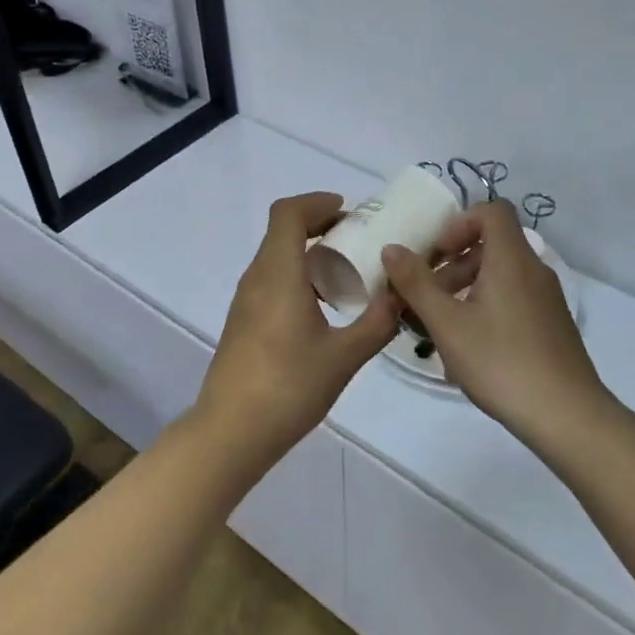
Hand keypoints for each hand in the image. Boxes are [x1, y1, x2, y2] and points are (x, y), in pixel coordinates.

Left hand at [197, 192, 399, 452]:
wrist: (231, 432)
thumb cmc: (288, 387)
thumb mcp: (344, 356)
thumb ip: (378, 322)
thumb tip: (403, 295)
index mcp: (278, 274)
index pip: (288, 214)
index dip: (317, 203)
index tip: (349, 212)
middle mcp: (257, 278)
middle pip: (282, 231)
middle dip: (320, 226)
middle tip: (359, 239)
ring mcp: (246, 301)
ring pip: (277, 257)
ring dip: (310, 253)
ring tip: (349, 273)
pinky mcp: (244, 322)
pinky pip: (272, 281)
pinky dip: (299, 276)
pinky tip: (325, 308)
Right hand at [382, 199, 607, 432]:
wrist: (566, 415)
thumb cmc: (500, 362)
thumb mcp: (447, 324)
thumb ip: (416, 283)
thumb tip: (392, 248)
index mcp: (512, 259)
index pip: (492, 211)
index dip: (459, 224)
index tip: (436, 255)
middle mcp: (534, 270)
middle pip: (492, 245)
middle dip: (454, 263)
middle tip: (427, 295)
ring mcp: (548, 299)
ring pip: (502, 275)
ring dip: (467, 288)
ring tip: (441, 325)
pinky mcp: (552, 325)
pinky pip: (514, 299)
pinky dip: (488, 307)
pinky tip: (470, 347)